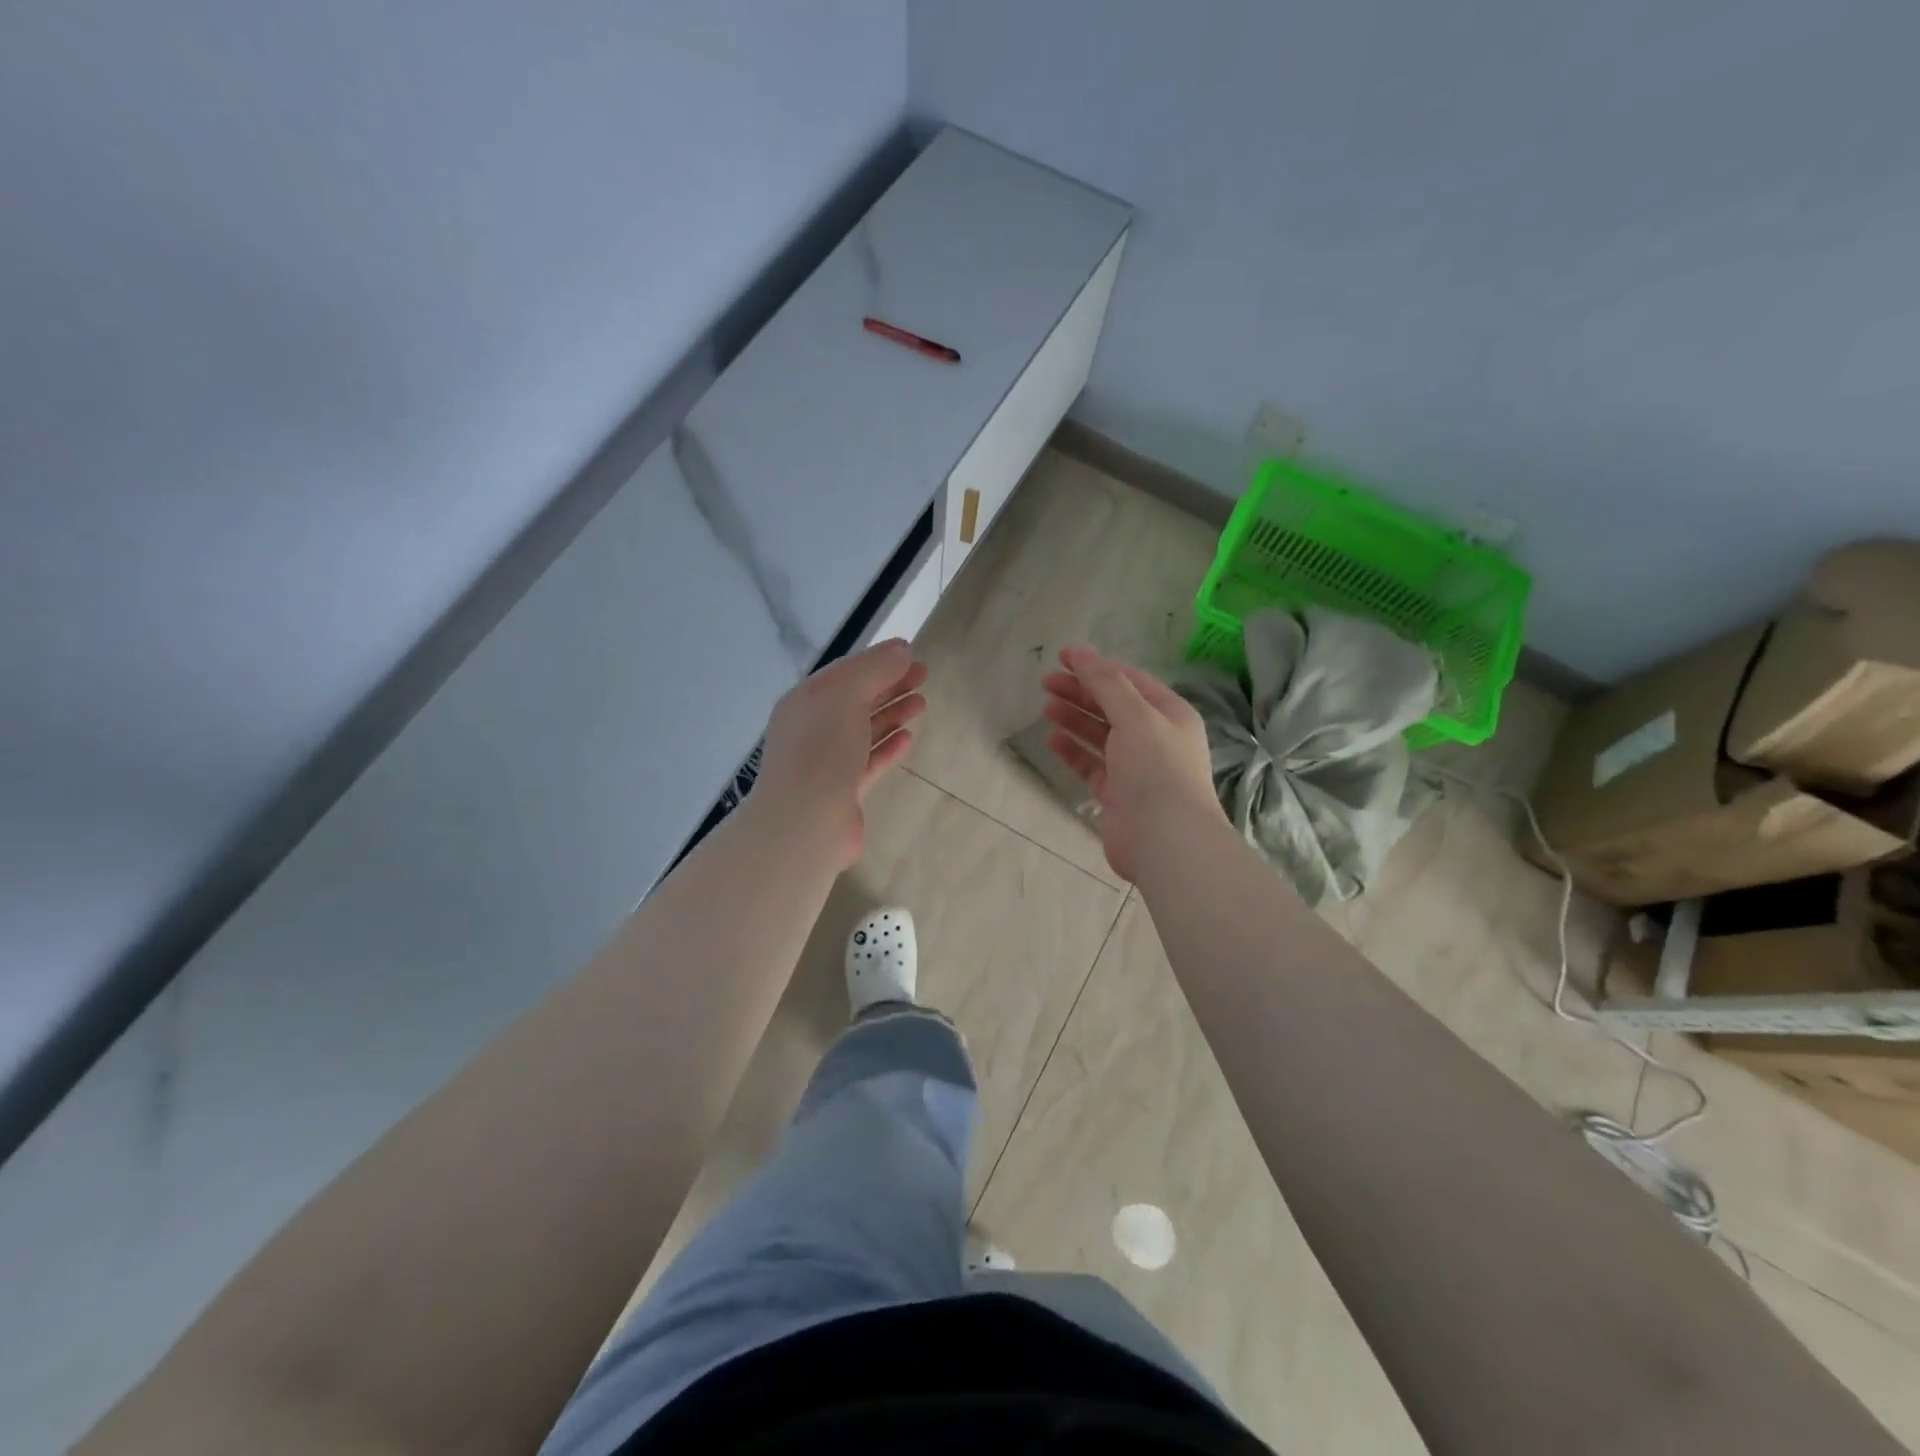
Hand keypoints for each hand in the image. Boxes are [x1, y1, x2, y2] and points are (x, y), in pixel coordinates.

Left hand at [755, 639, 927, 870]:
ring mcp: (827, 761)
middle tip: (924, 675)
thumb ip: (874, 670)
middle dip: (889, 684)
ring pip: (864, 729)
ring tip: (921, 704)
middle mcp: (813, 727)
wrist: (805, 822)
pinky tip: (907, 739)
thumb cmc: (822, 750)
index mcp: (807, 700)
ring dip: (892, 714)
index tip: (911, 653)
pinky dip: (887, 747)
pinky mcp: (842, 790)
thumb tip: (901, 650)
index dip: (879, 659)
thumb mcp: (846, 695)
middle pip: (857, 698)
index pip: (847, 671)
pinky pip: (868, 761)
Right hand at [1041, 645, 1220, 881]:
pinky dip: (1073, 750)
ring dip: (1075, 719)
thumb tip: (1081, 652)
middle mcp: (1155, 737)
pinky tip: (1052, 739)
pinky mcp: (1117, 793)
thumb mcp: (1135, 716)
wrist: (1166, 839)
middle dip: (1081, 691)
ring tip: (1046, 707)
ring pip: (1100, 735)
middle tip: (1046, 682)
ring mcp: (1135, 767)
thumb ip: (1106, 683)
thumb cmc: (1156, 768)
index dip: (1097, 666)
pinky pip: (1091, 764)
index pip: (1130, 681)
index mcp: (1169, 714)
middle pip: (1113, 706)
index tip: (1063, 657)